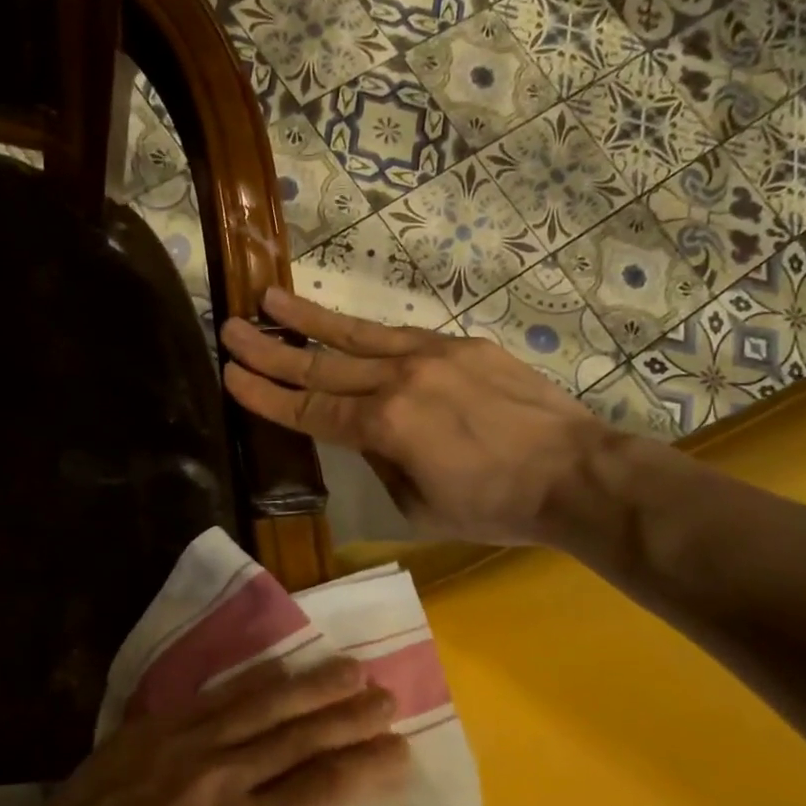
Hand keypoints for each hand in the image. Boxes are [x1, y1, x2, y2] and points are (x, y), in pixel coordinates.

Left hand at [0, 658, 405, 805]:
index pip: (325, 788)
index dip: (369, 767)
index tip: (401, 751)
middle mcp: (222, 779)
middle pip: (301, 736)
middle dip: (350, 716)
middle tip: (387, 698)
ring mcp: (182, 746)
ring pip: (262, 704)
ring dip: (312, 685)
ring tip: (350, 668)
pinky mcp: (150, 729)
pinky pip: (212, 697)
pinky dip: (252, 680)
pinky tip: (280, 666)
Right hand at [221, 288, 612, 545]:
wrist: (575, 474)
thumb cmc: (494, 506)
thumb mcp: (419, 506)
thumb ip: (382, 464)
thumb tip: (368, 437)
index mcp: (385, 426)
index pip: (309, 409)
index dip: (266, 395)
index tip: (230, 374)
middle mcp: (400, 380)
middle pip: (322, 366)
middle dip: (270, 350)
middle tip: (230, 328)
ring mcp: (433, 355)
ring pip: (357, 335)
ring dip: (309, 319)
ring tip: (271, 299)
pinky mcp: (463, 345)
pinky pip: (402, 337)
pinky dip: (366, 332)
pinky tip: (346, 326)